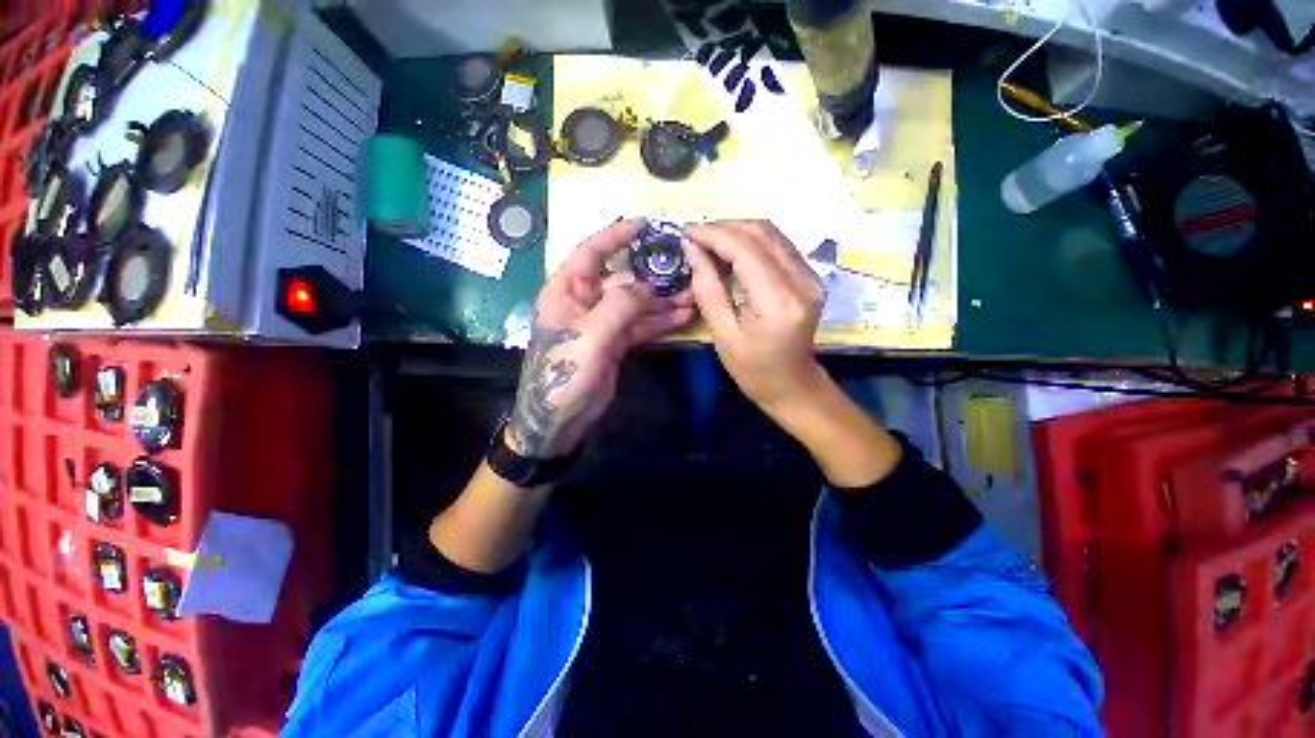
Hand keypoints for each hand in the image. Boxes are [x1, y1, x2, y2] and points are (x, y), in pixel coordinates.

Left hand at [507, 220, 694, 458]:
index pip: (592, 251)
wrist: (560, 420)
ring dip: (664, 300)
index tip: (648, 225)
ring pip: (637, 304)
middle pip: (623, 278)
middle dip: (654, 275)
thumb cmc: (564, 374)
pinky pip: (641, 326)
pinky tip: (685, 316)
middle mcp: (586, 301)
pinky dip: (661, 321)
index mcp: (567, 290)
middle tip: (685, 267)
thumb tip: (647, 286)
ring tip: (694, 293)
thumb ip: (620, 307)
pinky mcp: (616, 342)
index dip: (618, 236)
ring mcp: (603, 322)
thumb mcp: (590, 337)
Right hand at [684, 220, 901, 486]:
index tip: (686, 232)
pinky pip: (778, 245)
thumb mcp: (722, 334)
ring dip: (737, 231)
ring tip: (709, 244)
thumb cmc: (752, 368)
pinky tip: (731, 253)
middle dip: (724, 228)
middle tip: (695, 238)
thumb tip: (693, 250)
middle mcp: (802, 281)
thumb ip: (707, 289)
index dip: (714, 234)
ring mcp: (811, 276)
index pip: (746, 249)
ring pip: (771, 233)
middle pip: (761, 233)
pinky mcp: (811, 276)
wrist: (792, 384)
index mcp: (779, 302)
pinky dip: (751, 242)